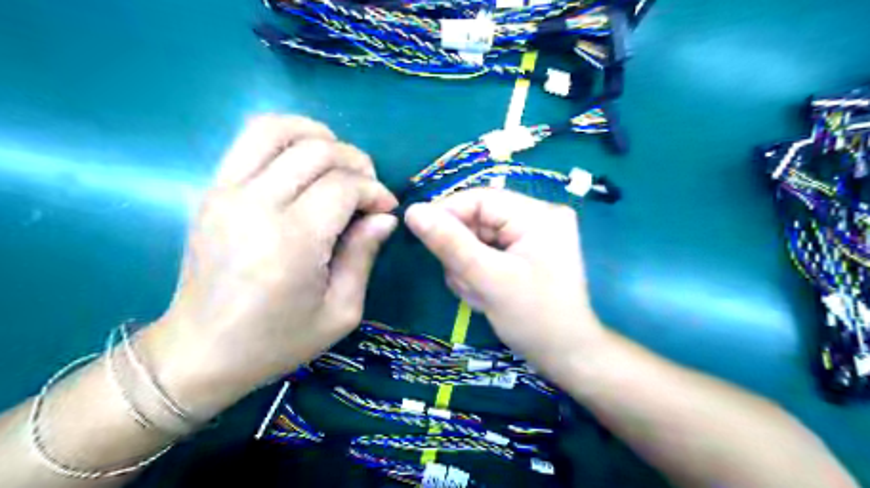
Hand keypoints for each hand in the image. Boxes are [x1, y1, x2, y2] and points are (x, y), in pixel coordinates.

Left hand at [143, 115, 400, 414]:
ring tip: (338, 162)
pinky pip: (249, 141)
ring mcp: (225, 193)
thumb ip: (363, 255)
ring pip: (275, 129)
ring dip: (317, 135)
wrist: (201, 352)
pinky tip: (303, 162)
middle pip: (316, 151)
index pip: (343, 186)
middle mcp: (255, 206)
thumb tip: (384, 217)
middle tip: (368, 188)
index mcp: (292, 242)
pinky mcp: (211, 191)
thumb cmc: (277, 340)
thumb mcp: (340, 311)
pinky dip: (285, 137)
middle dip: (356, 161)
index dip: (374, 191)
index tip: (386, 209)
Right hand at [406, 188, 606, 375]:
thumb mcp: (489, 279)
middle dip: (462, 253)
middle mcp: (536, 217)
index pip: (479, 199)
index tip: (420, 235)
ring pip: (477, 239)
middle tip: (466, 283)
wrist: (566, 356)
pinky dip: (478, 274)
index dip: (446, 214)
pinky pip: (487, 253)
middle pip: (477, 220)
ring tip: (480, 294)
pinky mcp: (524, 253)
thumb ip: (450, 244)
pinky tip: (486, 296)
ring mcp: (531, 236)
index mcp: (537, 215)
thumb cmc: (534, 319)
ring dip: (468, 268)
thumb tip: (413, 211)